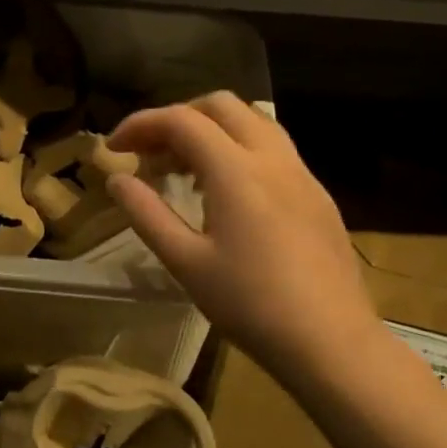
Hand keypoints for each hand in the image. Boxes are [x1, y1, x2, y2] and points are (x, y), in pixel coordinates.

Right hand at [106, 93, 382, 385]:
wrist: (331, 342)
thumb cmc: (250, 305)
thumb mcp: (186, 263)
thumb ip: (147, 214)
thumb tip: (117, 179)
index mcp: (236, 170)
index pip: (181, 120)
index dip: (141, 124)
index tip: (115, 148)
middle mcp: (272, 157)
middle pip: (221, 106)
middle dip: (177, 117)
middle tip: (150, 153)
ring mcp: (302, 173)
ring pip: (253, 122)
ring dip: (211, 130)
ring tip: (183, 169)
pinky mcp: (318, 195)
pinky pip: (273, 149)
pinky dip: (238, 150)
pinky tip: (226, 194)